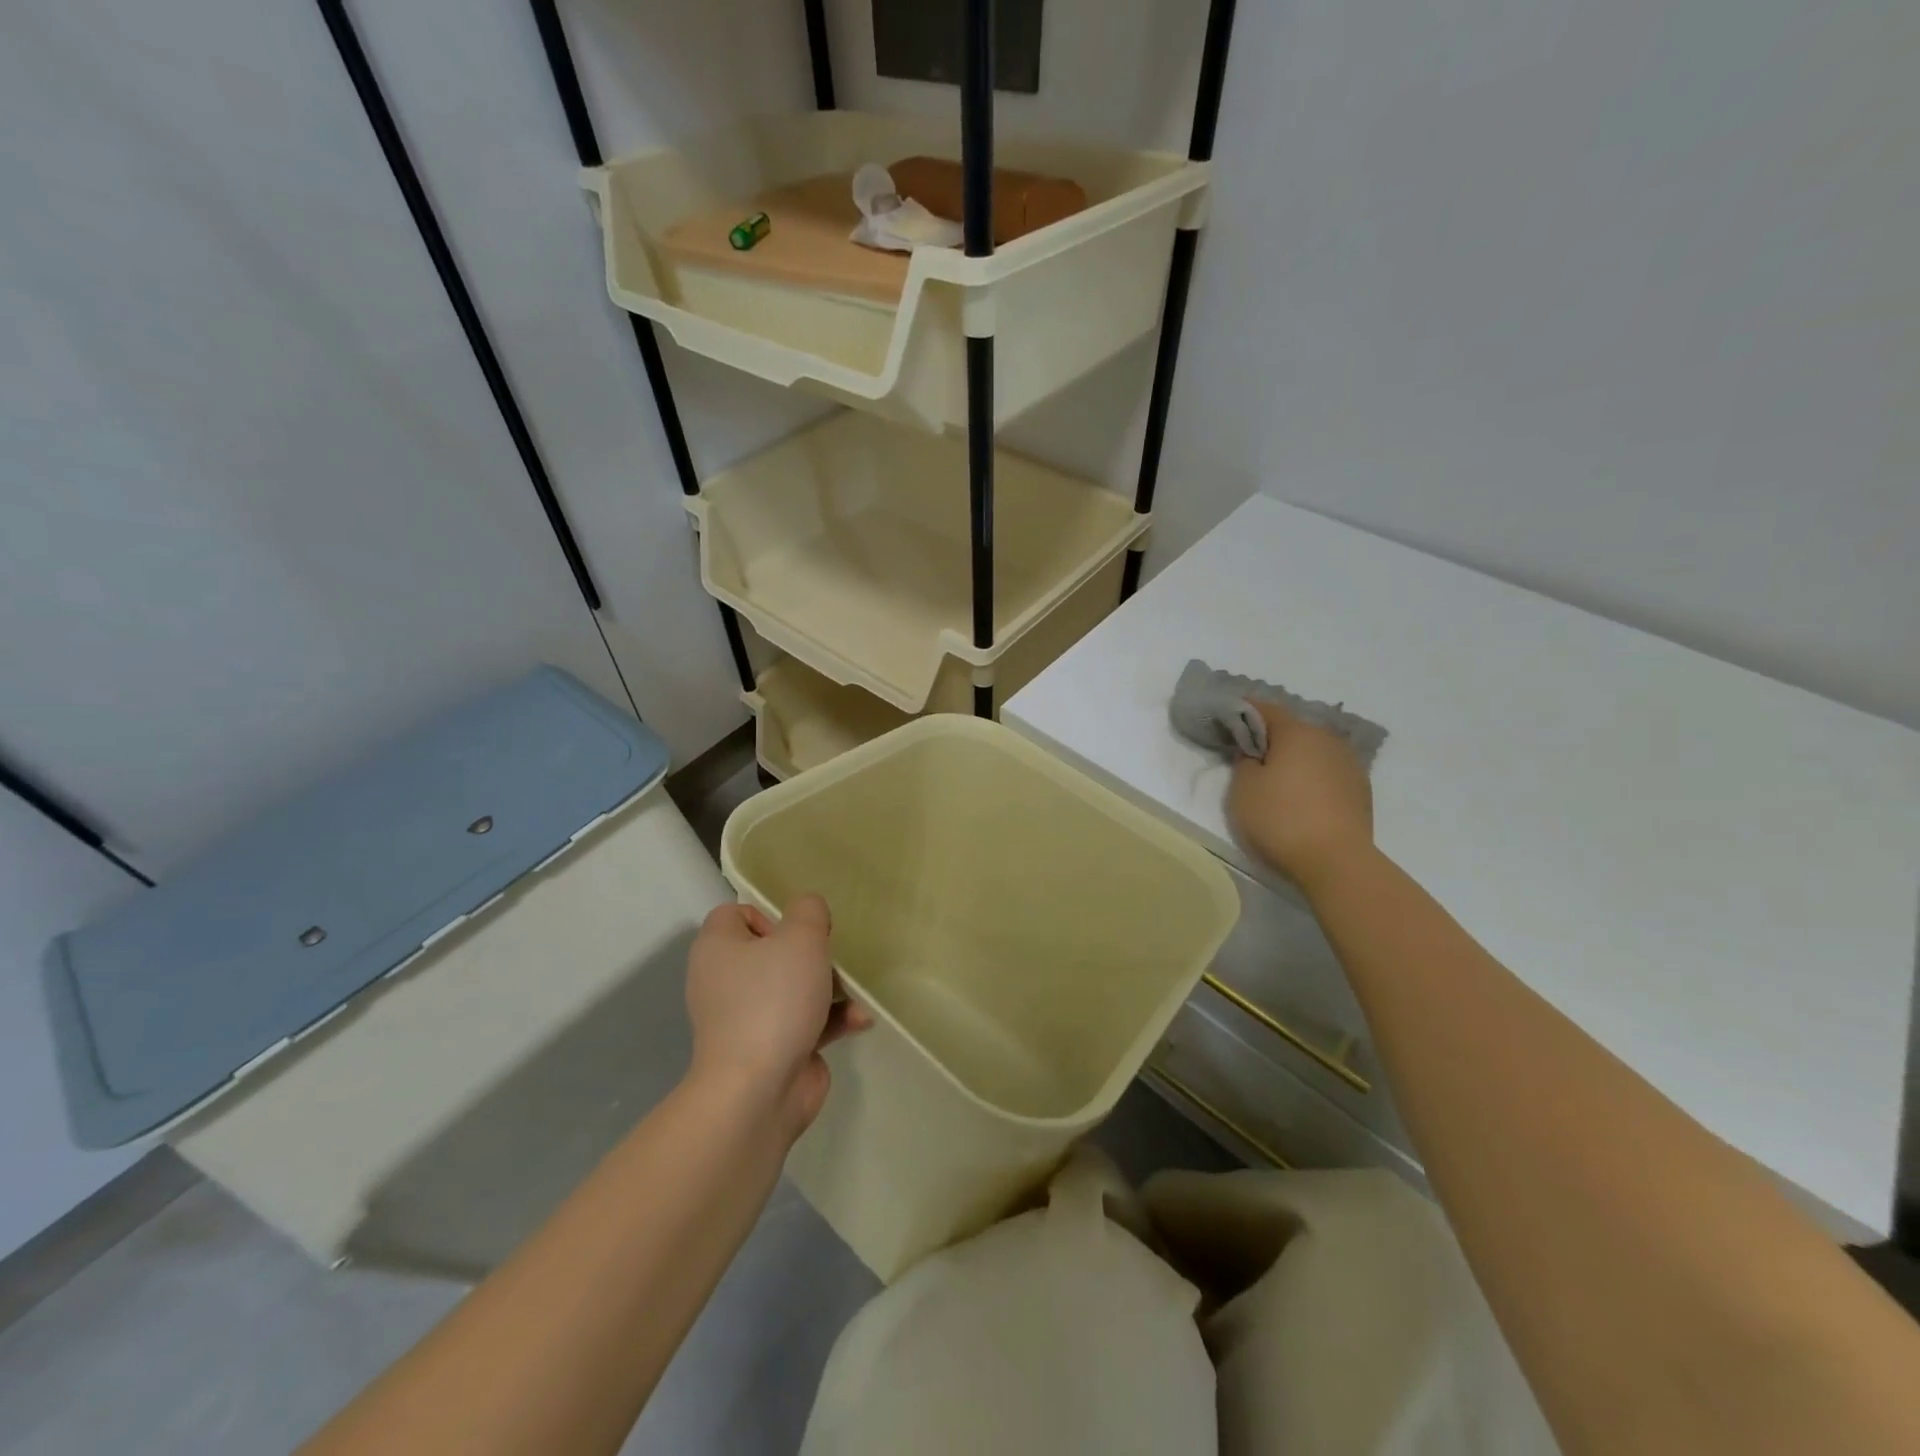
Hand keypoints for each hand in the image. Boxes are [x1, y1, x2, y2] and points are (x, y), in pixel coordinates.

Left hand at [685, 894, 870, 1137]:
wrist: (757, 1092)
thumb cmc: (773, 1000)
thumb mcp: (800, 938)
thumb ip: (809, 911)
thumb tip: (808, 912)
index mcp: (718, 948)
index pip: (735, 914)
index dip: (769, 915)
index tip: (797, 932)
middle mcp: (725, 981)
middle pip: (772, 951)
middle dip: (810, 954)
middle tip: (829, 959)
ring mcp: (746, 1019)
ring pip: (792, 987)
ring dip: (829, 988)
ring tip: (853, 992)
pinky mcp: (770, 1049)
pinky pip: (803, 1022)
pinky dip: (829, 1020)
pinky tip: (858, 1021)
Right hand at [1227, 700, 1374, 888]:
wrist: (1336, 862)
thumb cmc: (1280, 819)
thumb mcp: (1243, 789)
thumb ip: (1244, 761)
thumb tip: (1255, 752)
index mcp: (1296, 732)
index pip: (1266, 709)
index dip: (1244, 712)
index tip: (1229, 721)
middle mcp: (1327, 740)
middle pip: (1293, 729)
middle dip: (1272, 738)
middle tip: (1251, 756)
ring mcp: (1349, 764)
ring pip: (1314, 751)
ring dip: (1296, 758)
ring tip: (1279, 779)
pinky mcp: (1361, 790)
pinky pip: (1329, 772)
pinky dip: (1313, 777)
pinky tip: (1303, 797)